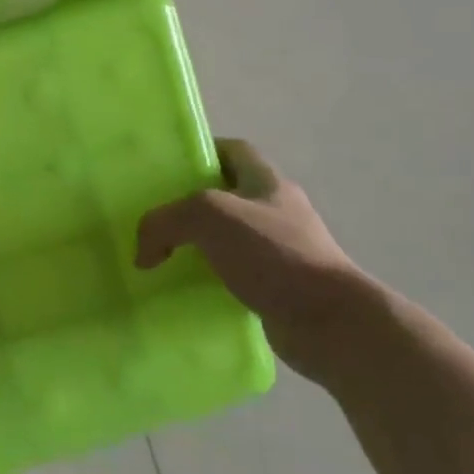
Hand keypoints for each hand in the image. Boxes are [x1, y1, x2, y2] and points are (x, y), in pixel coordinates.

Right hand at [136, 138, 394, 386]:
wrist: (330, 323)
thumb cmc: (275, 254)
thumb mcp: (209, 217)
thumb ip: (165, 222)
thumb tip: (143, 254)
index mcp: (267, 182)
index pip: (234, 150)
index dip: (202, 152)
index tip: (166, 168)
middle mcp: (277, 212)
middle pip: (227, 194)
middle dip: (190, 203)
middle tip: (154, 216)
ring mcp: (281, 252)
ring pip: (228, 238)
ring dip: (197, 246)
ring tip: (161, 257)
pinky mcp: (278, 288)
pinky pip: (234, 276)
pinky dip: (209, 281)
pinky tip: (186, 292)